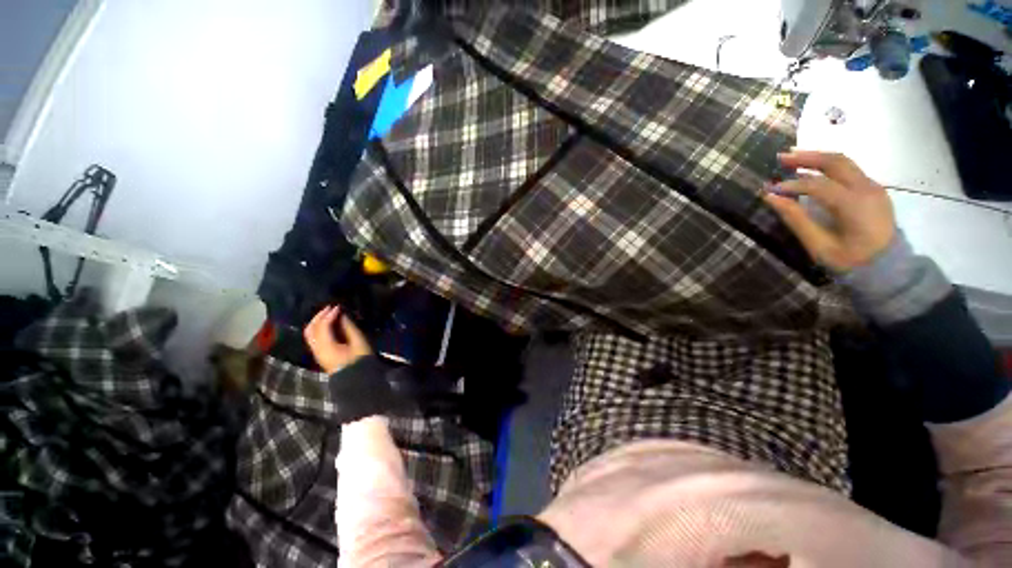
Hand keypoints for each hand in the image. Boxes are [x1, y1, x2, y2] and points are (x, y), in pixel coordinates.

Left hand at [304, 306, 371, 373]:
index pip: (322, 327)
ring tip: (328, 313)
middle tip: (330, 307)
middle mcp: (317, 349)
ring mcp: (316, 352)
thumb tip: (342, 316)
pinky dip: (317, 327)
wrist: (356, 379)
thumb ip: (349, 328)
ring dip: (316, 321)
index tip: (339, 306)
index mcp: (327, 347)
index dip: (329, 315)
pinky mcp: (319, 354)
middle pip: (310, 329)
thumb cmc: (360, 360)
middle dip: (319, 316)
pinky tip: (327, 323)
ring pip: (309, 333)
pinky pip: (313, 337)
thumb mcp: (359, 343)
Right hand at [764, 150, 896, 271]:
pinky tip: (813, 170)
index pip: (817, 185)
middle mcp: (867, 189)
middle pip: (835, 162)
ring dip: (818, 158)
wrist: (888, 269)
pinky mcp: (873, 190)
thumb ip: (796, 219)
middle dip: (806, 157)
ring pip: (844, 162)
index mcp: (854, 205)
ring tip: (793, 158)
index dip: (791, 185)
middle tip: (781, 157)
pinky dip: (829, 166)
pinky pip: (850, 170)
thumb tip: (771, 197)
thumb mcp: (818, 245)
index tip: (770, 189)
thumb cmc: (850, 261)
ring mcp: (873, 187)